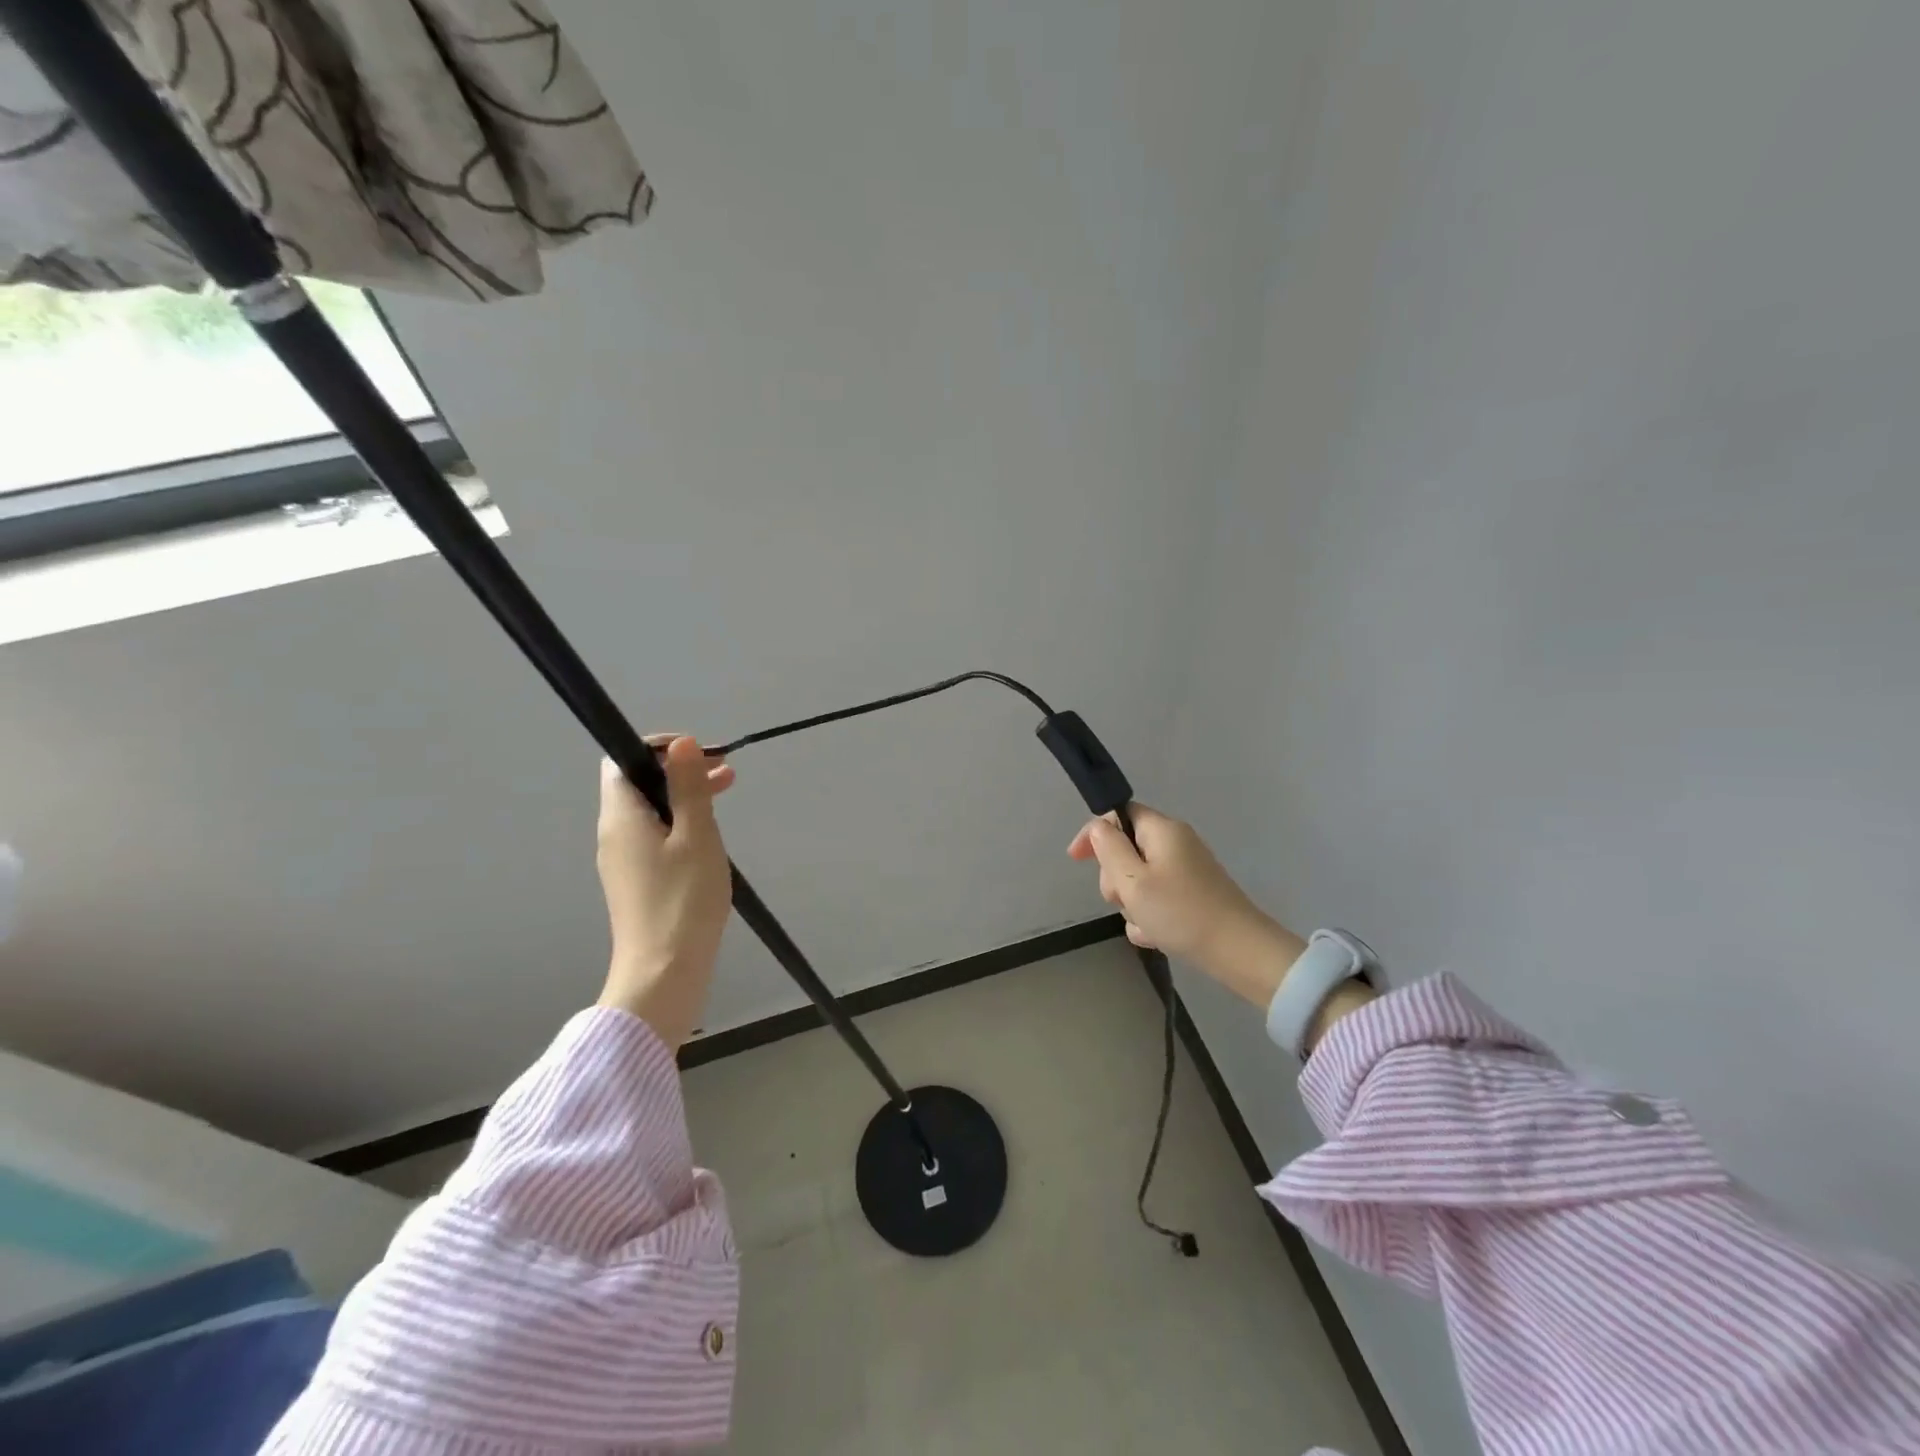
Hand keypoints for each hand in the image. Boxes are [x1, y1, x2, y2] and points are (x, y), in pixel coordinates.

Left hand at [596, 736, 735, 1047]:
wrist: (664, 973)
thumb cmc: (683, 900)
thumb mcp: (696, 835)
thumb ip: (689, 787)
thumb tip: (682, 743)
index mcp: (621, 817)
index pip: (622, 761)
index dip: (659, 748)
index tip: (700, 753)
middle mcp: (614, 834)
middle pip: (639, 784)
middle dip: (680, 770)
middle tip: (725, 772)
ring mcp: (623, 861)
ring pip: (651, 811)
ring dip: (685, 796)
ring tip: (727, 793)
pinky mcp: (636, 882)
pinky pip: (655, 837)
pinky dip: (681, 823)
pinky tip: (709, 835)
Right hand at [1068, 805, 1306, 1009]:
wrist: (1239, 953)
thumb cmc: (1181, 912)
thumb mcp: (1133, 880)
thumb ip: (1109, 849)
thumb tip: (1098, 828)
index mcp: (1162, 831)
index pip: (1118, 815)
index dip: (1094, 834)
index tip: (1076, 860)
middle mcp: (1176, 845)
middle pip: (1126, 850)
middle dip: (1115, 878)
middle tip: (1123, 900)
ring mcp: (1186, 872)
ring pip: (1138, 881)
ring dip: (1132, 904)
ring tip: (1145, 924)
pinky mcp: (1193, 897)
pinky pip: (1157, 901)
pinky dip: (1150, 917)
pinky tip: (1157, 937)